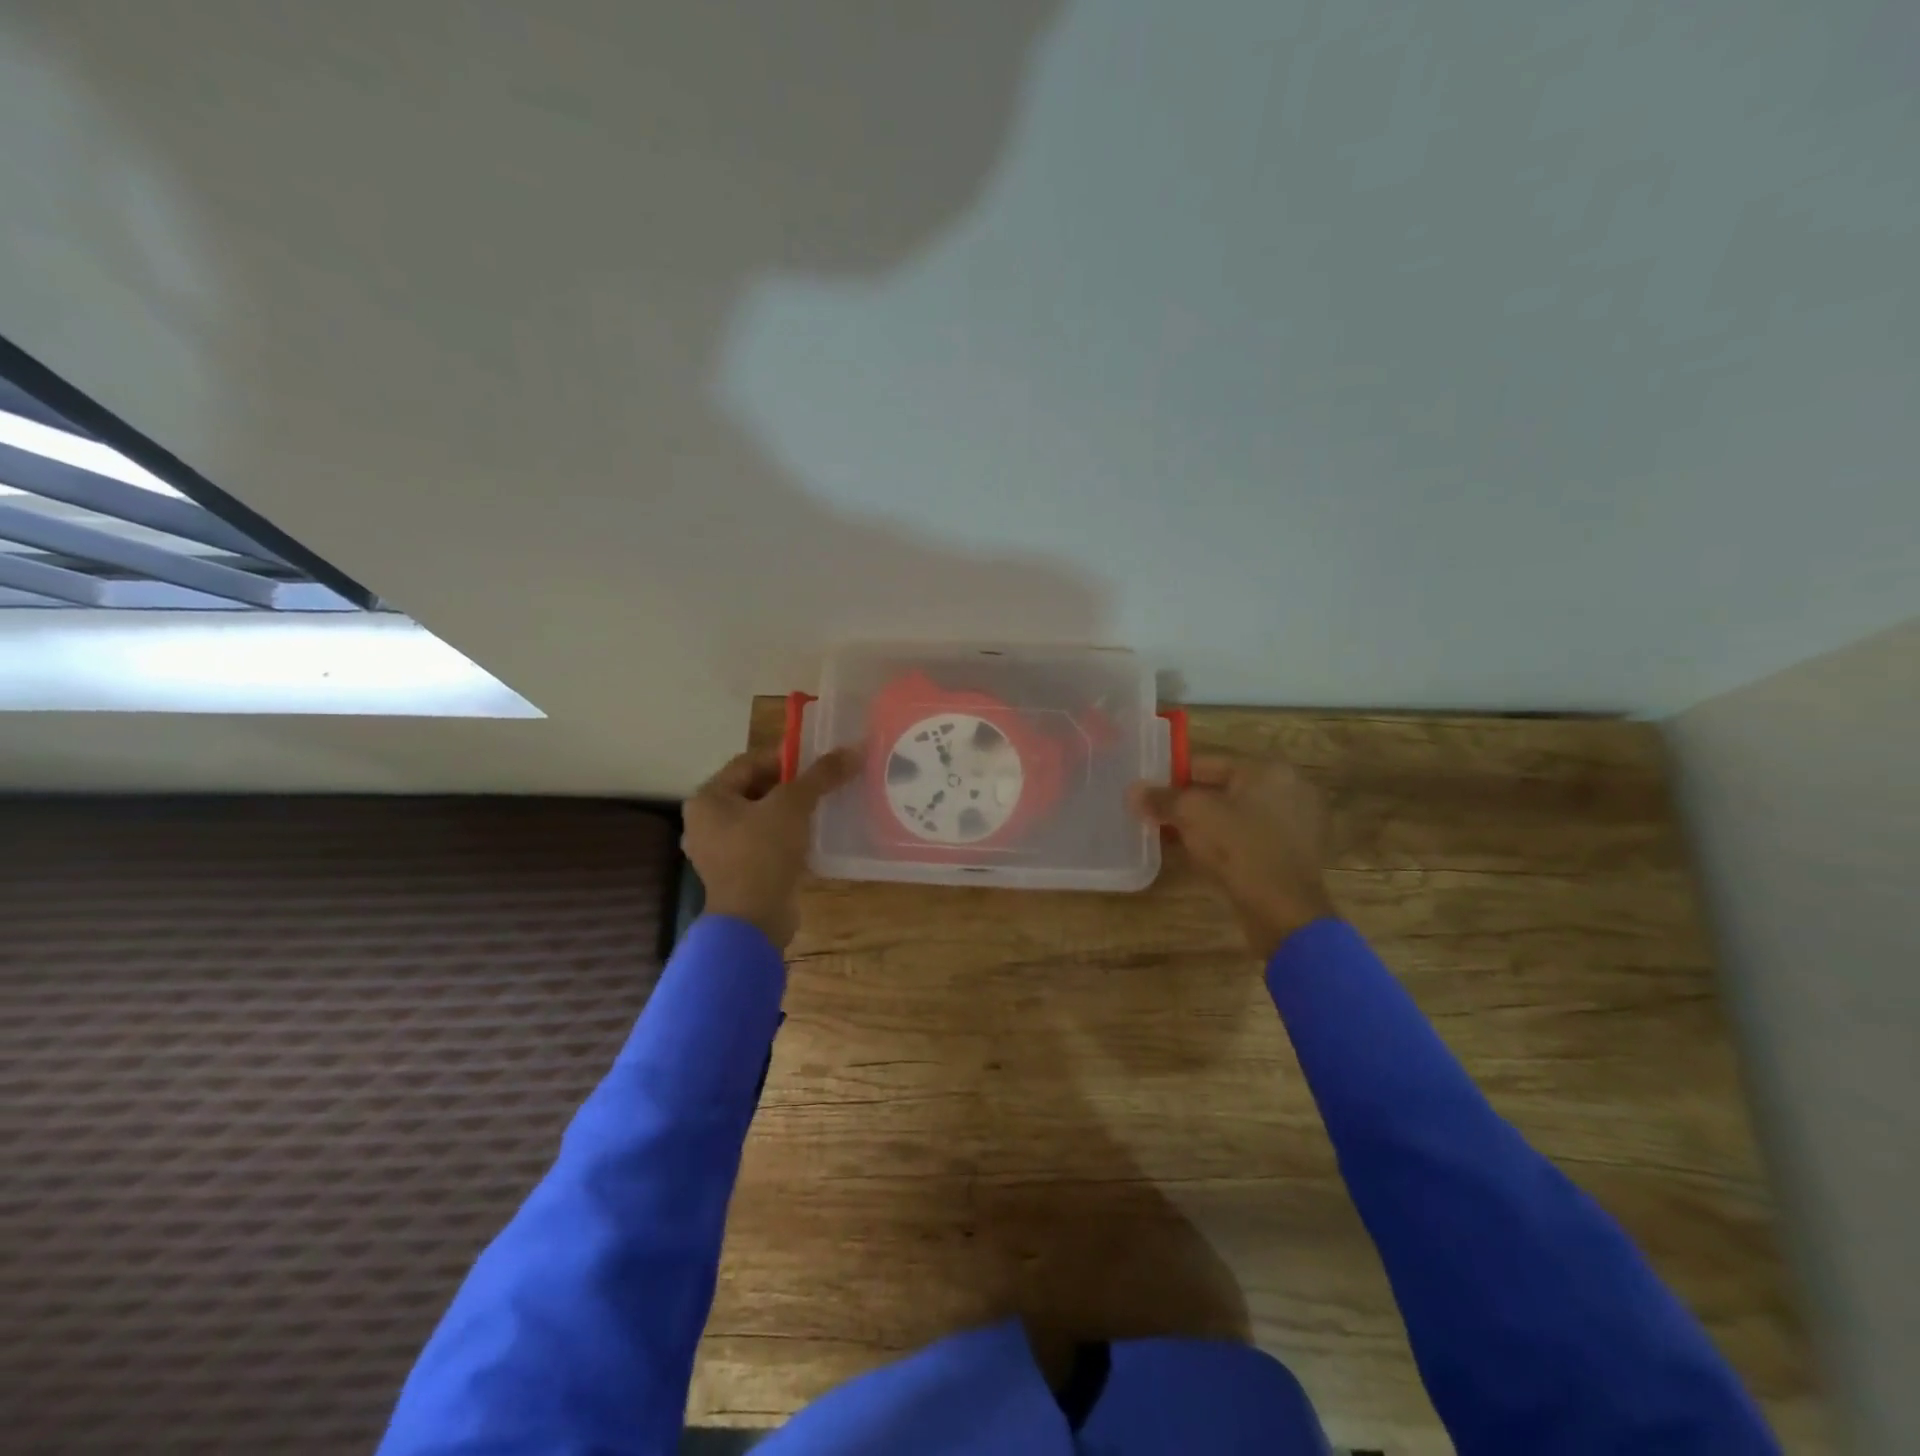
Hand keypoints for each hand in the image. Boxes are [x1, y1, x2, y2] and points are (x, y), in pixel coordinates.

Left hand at [683, 746, 860, 949]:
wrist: (754, 921)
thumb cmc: (763, 853)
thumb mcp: (794, 805)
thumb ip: (821, 775)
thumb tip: (854, 749)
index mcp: (708, 799)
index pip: (749, 763)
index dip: (785, 757)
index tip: (818, 760)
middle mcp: (706, 822)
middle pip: (755, 790)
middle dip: (790, 785)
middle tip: (824, 782)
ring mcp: (720, 851)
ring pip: (761, 818)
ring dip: (790, 812)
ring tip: (823, 806)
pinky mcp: (738, 873)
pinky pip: (764, 843)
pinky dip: (786, 836)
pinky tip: (813, 836)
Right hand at [1128, 754, 1337, 959]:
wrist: (1283, 911)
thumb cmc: (1239, 848)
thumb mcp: (1191, 815)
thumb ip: (1161, 798)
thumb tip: (1133, 791)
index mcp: (1267, 770)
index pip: (1206, 763)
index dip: (1170, 778)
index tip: (1147, 795)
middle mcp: (1288, 789)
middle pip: (1221, 789)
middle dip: (1187, 803)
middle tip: (1157, 817)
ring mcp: (1296, 823)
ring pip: (1235, 816)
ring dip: (1205, 825)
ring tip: (1173, 838)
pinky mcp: (1294, 854)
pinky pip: (1249, 838)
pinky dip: (1226, 843)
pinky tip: (1202, 856)